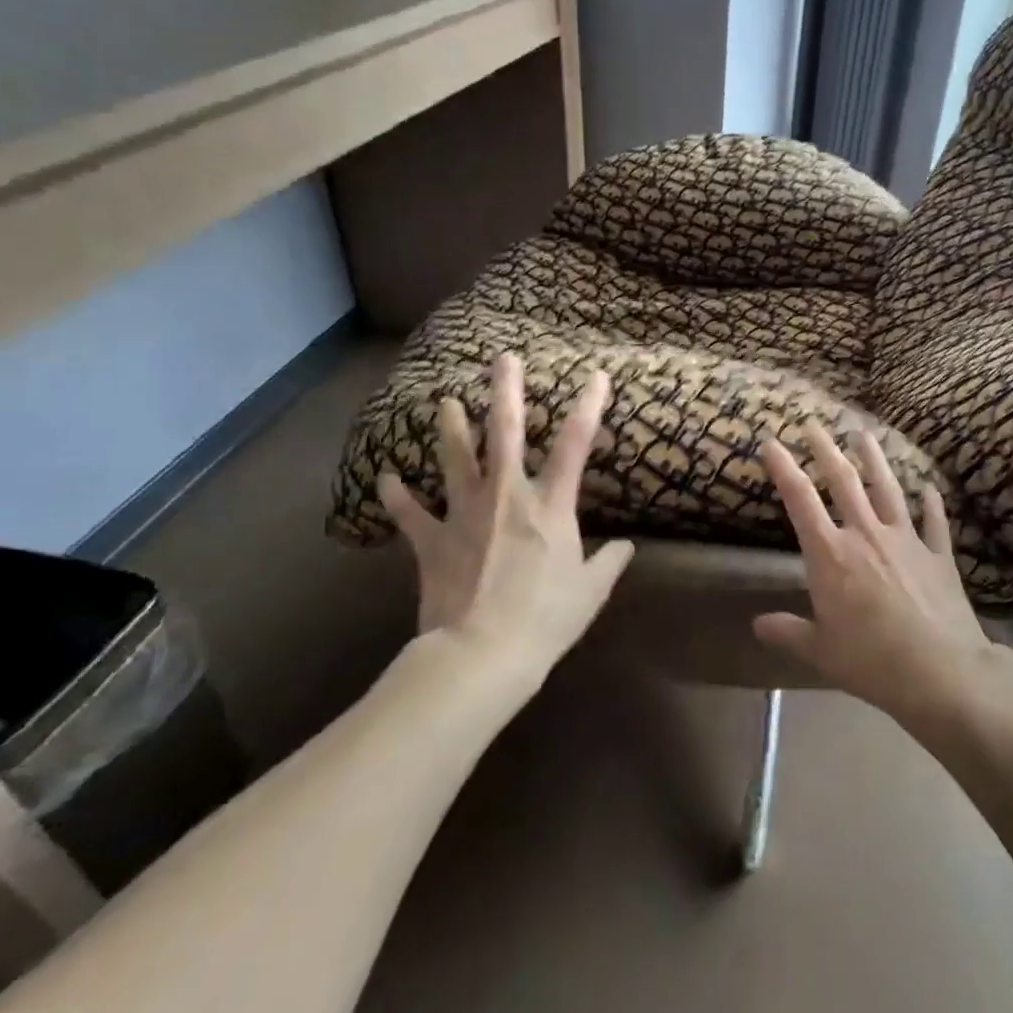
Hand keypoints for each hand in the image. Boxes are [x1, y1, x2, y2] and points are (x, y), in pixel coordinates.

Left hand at [378, 353, 633, 672]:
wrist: (482, 653)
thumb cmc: (546, 620)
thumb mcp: (590, 592)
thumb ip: (609, 563)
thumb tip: (627, 547)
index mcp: (550, 506)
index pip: (575, 445)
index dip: (588, 406)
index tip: (596, 376)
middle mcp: (506, 497)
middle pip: (506, 433)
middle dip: (505, 392)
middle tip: (502, 359)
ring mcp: (464, 515)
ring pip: (455, 460)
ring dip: (451, 428)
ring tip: (445, 402)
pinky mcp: (432, 542)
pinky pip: (410, 514)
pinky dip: (397, 497)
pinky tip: (385, 479)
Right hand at [753, 424, 993, 719]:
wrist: (941, 672)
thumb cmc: (871, 661)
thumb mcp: (820, 651)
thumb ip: (788, 632)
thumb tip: (757, 625)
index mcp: (831, 554)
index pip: (800, 499)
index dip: (783, 467)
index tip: (770, 442)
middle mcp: (866, 534)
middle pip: (843, 480)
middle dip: (825, 448)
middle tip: (813, 423)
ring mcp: (906, 540)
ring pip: (887, 488)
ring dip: (875, 459)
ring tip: (865, 434)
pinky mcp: (938, 554)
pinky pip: (934, 521)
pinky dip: (931, 503)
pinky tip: (929, 488)